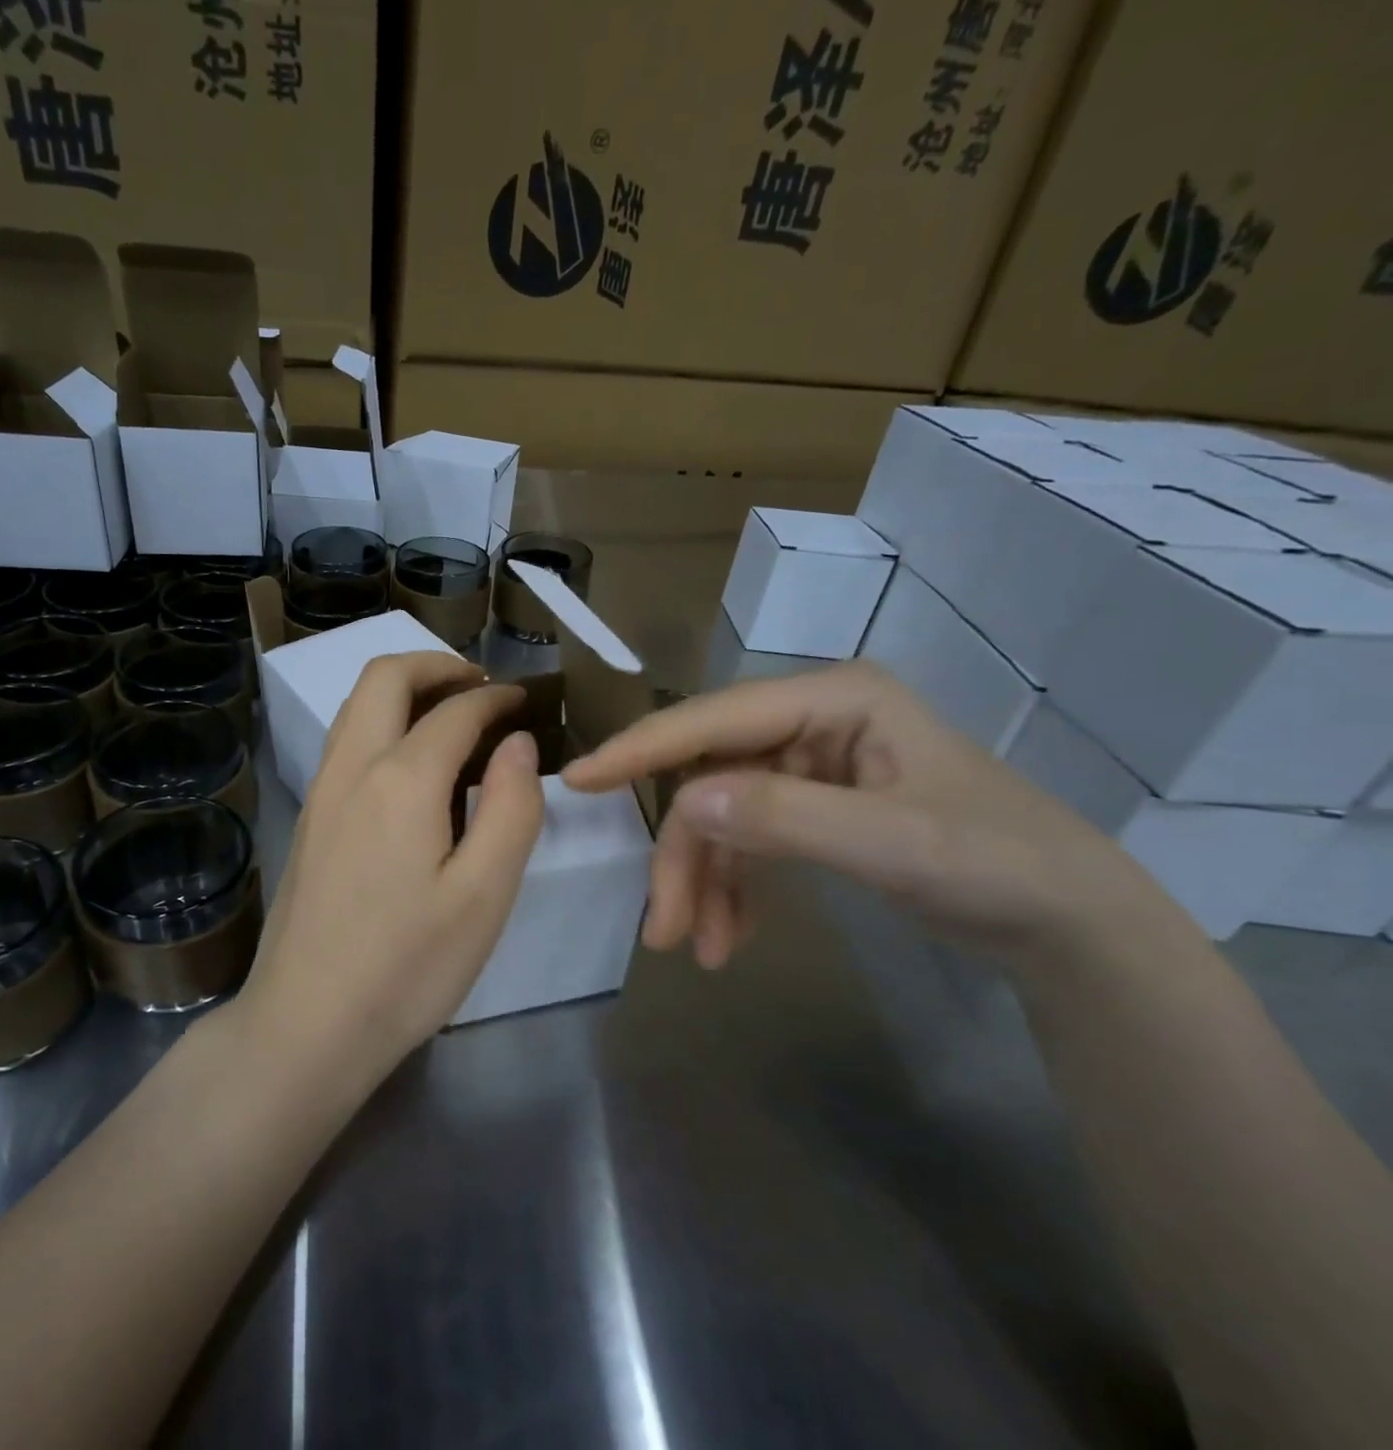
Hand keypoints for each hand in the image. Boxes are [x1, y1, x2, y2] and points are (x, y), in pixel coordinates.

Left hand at [240, 652, 545, 1077]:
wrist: (307, 1023)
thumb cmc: (408, 967)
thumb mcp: (484, 895)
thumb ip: (511, 808)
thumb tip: (516, 743)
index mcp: (401, 780)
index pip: (454, 711)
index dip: (495, 698)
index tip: (523, 701)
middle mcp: (352, 768)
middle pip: (384, 678)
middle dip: (436, 666)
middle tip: (482, 686)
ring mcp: (320, 791)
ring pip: (356, 705)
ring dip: (403, 690)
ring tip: (450, 713)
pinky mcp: (307, 818)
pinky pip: (344, 740)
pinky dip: (381, 721)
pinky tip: (410, 763)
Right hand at [562, 661, 1179, 970]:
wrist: (1072, 926)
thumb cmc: (1001, 867)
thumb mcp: (895, 844)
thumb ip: (787, 817)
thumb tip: (684, 801)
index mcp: (832, 699)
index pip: (713, 720)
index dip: (642, 750)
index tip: (577, 780)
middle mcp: (810, 720)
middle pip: (710, 778)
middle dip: (684, 855)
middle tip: (663, 928)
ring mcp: (809, 764)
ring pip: (722, 815)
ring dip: (704, 881)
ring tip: (697, 950)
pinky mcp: (812, 805)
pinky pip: (749, 839)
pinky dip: (733, 887)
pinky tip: (731, 937)